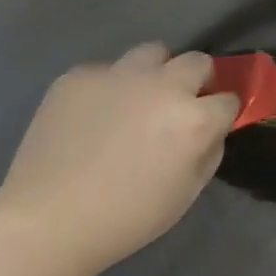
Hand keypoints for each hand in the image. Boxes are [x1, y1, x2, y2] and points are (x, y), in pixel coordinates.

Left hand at [0, 45, 238, 275]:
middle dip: (197, 80)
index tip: (211, 125)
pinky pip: (105, 71)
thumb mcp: (186, 194)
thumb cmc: (126, 218)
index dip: (221, 114)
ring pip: (152, 53)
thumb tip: (211, 130)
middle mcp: (163, 86)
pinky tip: (91, 117)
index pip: (228, 99)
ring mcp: (119, 75)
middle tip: (179, 105)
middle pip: (198, 62)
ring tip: (136, 99)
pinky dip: (107, 89)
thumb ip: (209, 152)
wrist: (46, 222)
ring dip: (155, 72)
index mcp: (194, 119)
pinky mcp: (80, 76)